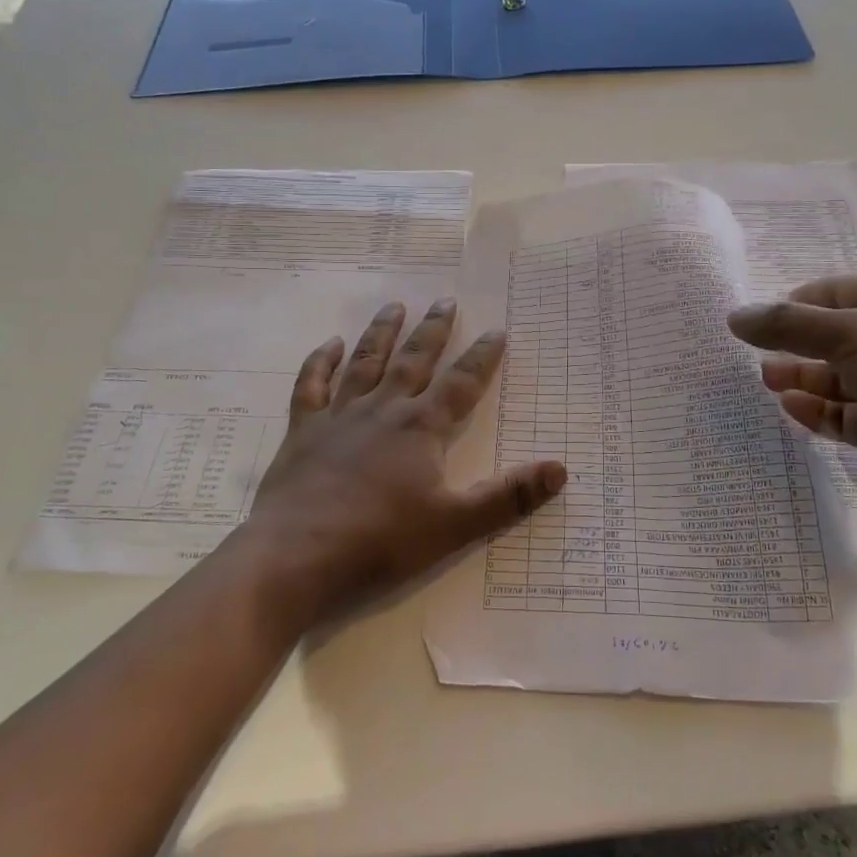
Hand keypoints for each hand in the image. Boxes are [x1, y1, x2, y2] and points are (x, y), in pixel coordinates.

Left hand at [239, 299, 565, 629]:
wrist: (296, 555)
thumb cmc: (380, 540)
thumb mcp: (454, 524)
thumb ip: (508, 497)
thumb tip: (560, 469)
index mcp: (421, 428)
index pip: (461, 384)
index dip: (482, 358)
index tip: (496, 331)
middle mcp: (383, 409)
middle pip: (414, 361)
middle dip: (433, 331)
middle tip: (445, 301)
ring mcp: (339, 416)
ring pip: (365, 362)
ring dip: (382, 333)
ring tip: (395, 306)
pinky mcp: (303, 431)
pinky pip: (311, 385)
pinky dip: (320, 362)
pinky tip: (329, 344)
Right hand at [727, 274, 856, 502]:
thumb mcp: (847, 333)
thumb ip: (786, 324)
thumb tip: (734, 317)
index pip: (837, 292)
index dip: (798, 302)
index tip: (762, 318)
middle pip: (832, 337)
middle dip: (794, 344)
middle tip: (755, 353)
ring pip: (835, 378)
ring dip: (801, 377)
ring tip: (767, 379)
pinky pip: (843, 414)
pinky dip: (817, 411)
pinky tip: (790, 407)